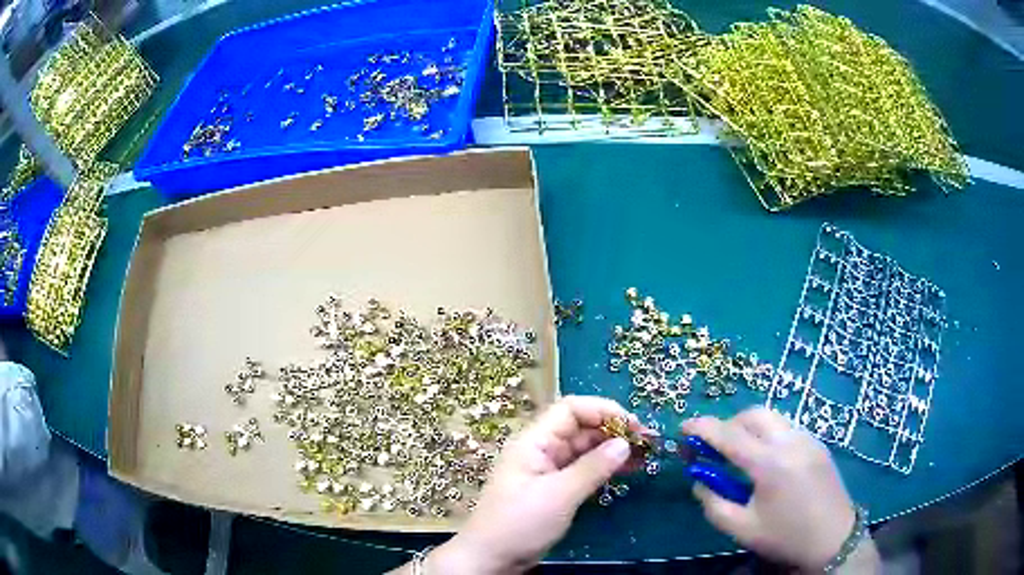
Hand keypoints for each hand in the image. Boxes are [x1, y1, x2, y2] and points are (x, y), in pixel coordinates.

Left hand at [423, 396, 640, 573]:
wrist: (491, 558)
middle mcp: (541, 450)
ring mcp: (547, 470)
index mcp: (534, 441)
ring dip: (612, 449)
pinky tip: (627, 470)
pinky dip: (604, 468)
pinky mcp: (553, 489)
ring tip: (645, 456)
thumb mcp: (559, 495)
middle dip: (614, 430)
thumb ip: (593, 468)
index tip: (633, 425)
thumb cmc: (520, 523)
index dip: (604, 411)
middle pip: (580, 428)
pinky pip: (582, 469)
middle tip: (648, 442)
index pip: (571, 409)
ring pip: (584, 449)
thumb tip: (625, 444)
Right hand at [683, 407, 875, 571]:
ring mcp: (807, 438)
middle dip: (728, 424)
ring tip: (740, 454)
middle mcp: (789, 441)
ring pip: (771, 417)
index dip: (702, 428)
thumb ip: (713, 504)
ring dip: (749, 427)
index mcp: (769, 464)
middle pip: (752, 415)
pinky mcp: (817, 443)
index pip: (729, 435)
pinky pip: (786, 427)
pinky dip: (768, 433)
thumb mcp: (741, 529)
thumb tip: (700, 481)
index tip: (683, 428)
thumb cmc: (785, 537)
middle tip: (714, 448)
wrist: (833, 537)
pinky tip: (766, 460)